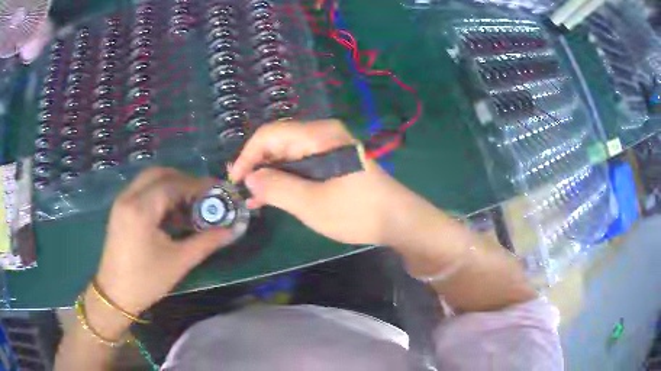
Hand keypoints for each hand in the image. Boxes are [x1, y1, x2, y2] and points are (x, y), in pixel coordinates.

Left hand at [86, 168, 233, 337]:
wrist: (115, 295)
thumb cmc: (146, 281)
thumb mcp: (178, 262)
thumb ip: (206, 242)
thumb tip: (231, 230)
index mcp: (141, 209)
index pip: (173, 184)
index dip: (197, 185)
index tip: (217, 190)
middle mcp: (128, 197)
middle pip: (159, 174)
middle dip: (183, 180)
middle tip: (203, 195)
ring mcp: (121, 202)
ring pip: (149, 180)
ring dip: (171, 186)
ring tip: (189, 204)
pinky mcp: (120, 210)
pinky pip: (142, 191)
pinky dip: (159, 194)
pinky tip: (170, 213)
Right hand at [229, 120, 421, 245]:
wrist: (398, 220)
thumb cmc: (357, 211)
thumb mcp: (312, 203)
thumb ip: (277, 188)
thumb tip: (249, 178)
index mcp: (319, 135)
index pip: (270, 134)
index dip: (248, 155)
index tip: (236, 181)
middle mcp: (322, 135)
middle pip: (278, 143)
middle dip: (258, 166)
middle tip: (242, 192)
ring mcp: (329, 148)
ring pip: (288, 156)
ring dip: (270, 175)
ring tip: (254, 199)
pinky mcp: (332, 162)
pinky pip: (301, 165)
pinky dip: (286, 179)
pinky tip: (272, 197)